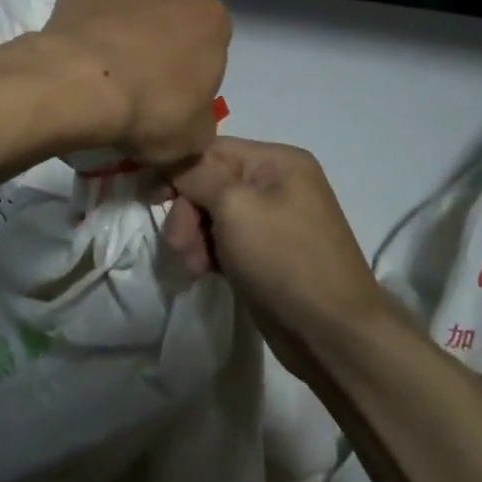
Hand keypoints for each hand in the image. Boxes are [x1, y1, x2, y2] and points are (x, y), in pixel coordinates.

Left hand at [38, 0, 230, 165]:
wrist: (87, 89)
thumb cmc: (151, 112)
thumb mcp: (193, 137)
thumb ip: (199, 125)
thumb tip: (191, 124)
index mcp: (210, 26)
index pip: (216, 37)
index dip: (200, 62)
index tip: (181, 90)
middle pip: (182, 1)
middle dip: (174, 23)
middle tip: (154, 60)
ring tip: (132, 11)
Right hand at [162, 137, 388, 353]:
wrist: (330, 332)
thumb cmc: (283, 258)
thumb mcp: (235, 206)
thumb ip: (198, 176)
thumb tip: (174, 162)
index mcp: (278, 161)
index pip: (212, 150)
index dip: (179, 170)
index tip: (150, 198)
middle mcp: (277, 183)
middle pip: (211, 183)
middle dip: (188, 212)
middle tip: (178, 245)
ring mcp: (273, 220)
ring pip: (214, 215)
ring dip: (195, 237)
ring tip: (193, 267)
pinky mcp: (266, 253)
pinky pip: (226, 241)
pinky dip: (210, 254)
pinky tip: (204, 273)